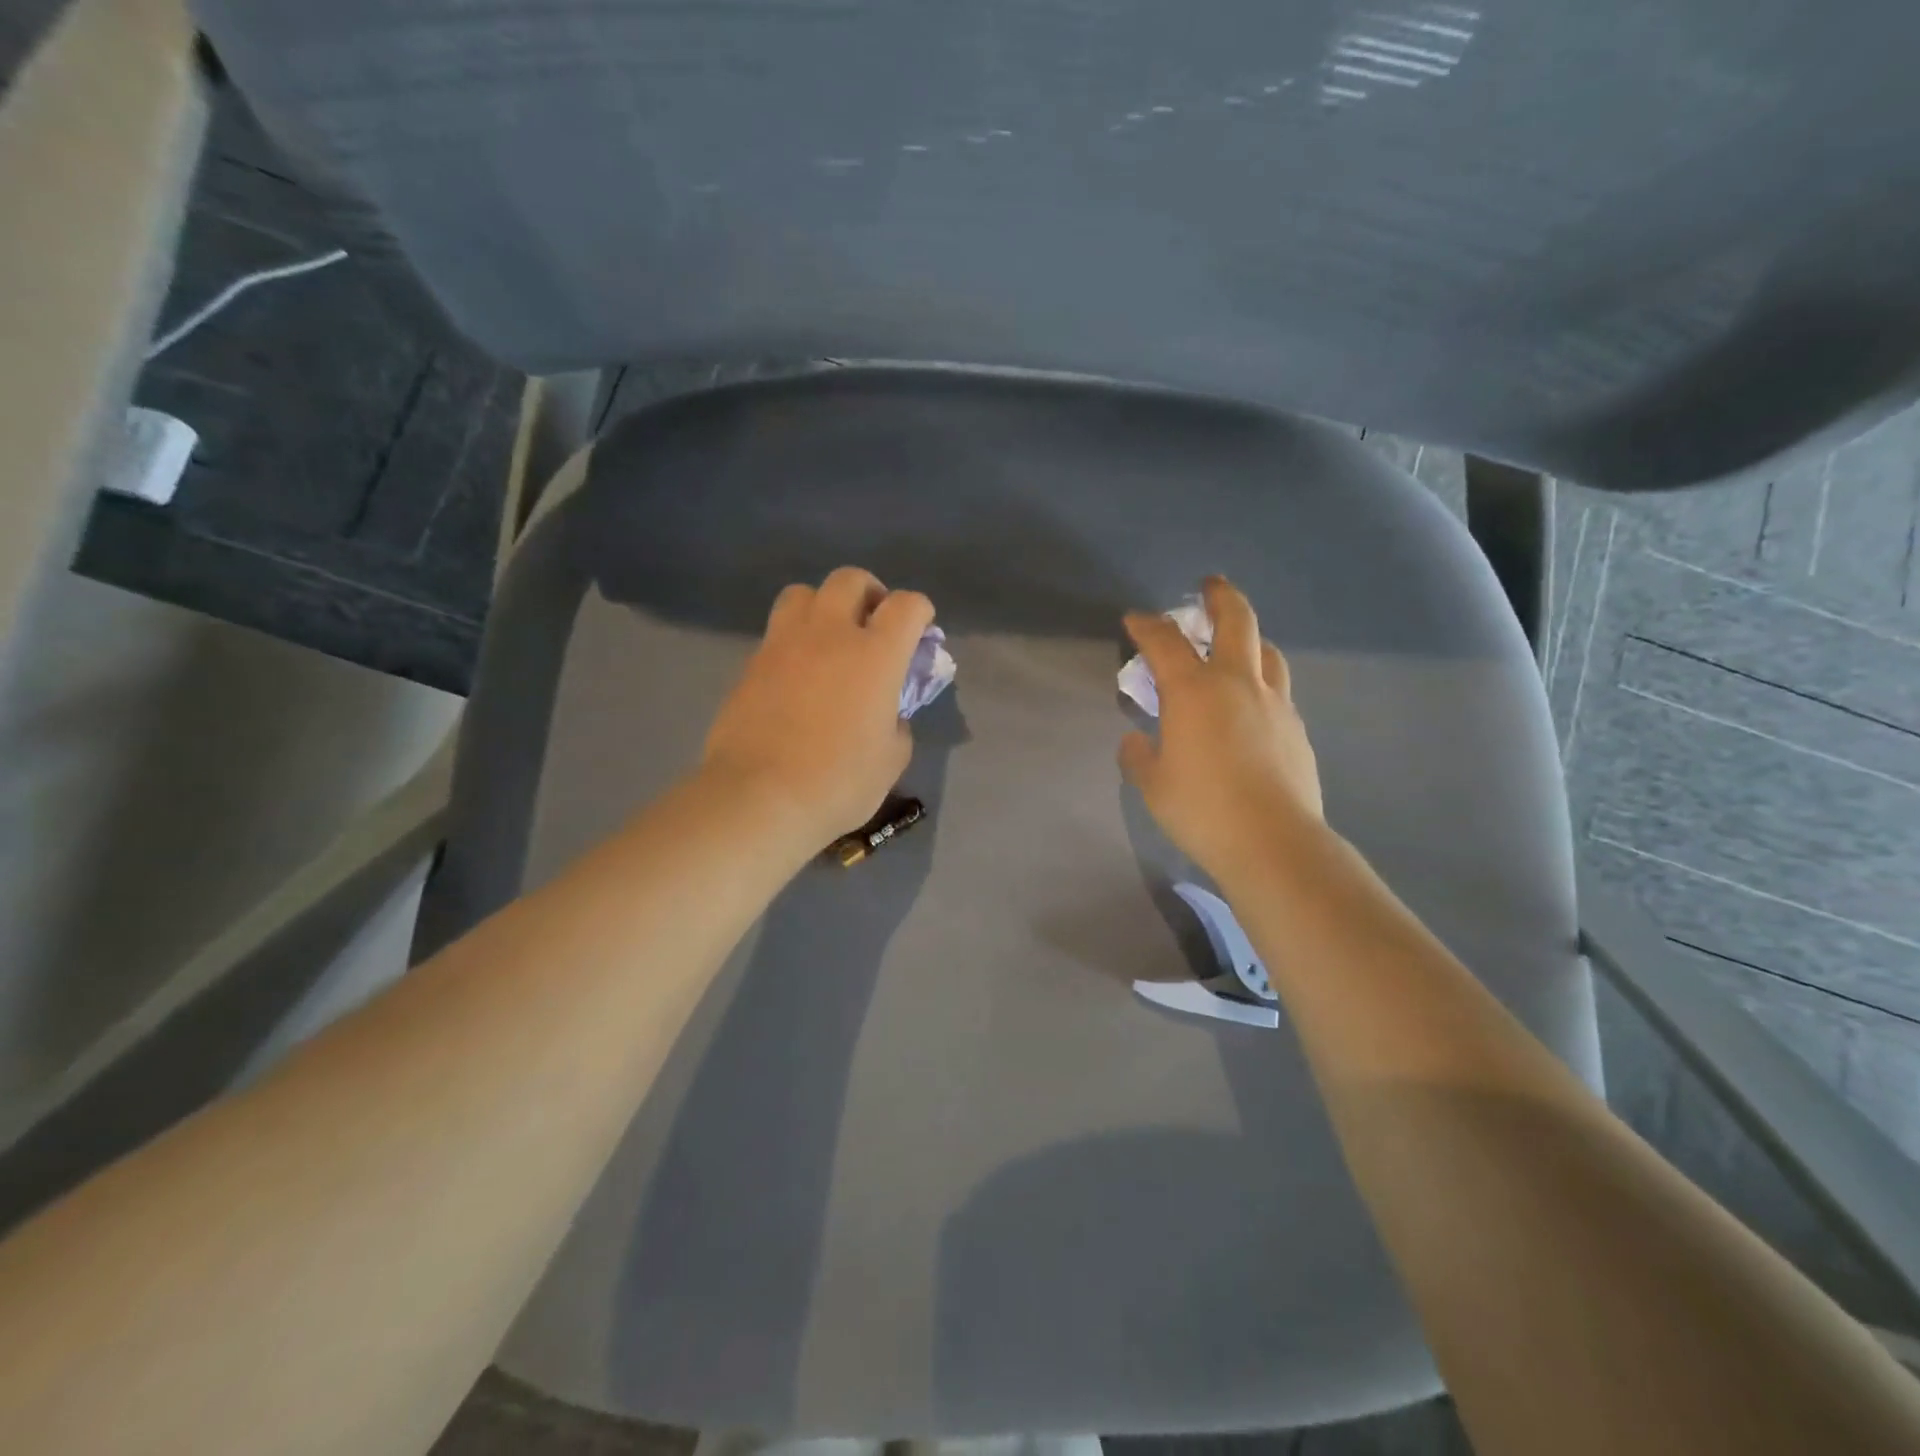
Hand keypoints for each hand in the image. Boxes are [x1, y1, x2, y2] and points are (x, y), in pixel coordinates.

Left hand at [702, 567, 934, 846]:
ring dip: (824, 605)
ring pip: (804, 593)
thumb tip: (888, 714)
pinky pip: (778, 631)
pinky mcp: (752, 663)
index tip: (921, 631)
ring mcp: (784, 643)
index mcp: (875, 654)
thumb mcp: (892, 759)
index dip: (920, 611)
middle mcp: (830, 634)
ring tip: (829, 638)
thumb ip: (897, 723)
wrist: (758, 797)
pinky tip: (799, 673)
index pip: (906, 605)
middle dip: (870, 593)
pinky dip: (795, 639)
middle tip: (874, 624)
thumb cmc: (838, 782)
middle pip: (850, 580)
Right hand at [1120, 576, 1323, 879]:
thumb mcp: (1152, 785)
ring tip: (1237, 644)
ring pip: (1266, 651)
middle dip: (1220, 596)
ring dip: (1249, 637)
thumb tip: (1134, 741)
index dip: (1147, 625)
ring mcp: (1275, 703)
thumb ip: (1138, 757)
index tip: (1135, 619)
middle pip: (1236, 621)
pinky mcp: (1297, 728)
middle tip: (1210, 586)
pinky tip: (1252, 705)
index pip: (1165, 641)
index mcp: (1193, 691)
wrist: (1273, 841)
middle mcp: (1237, 683)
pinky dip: (1261, 682)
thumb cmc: (1201, 808)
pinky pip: (1278, 690)